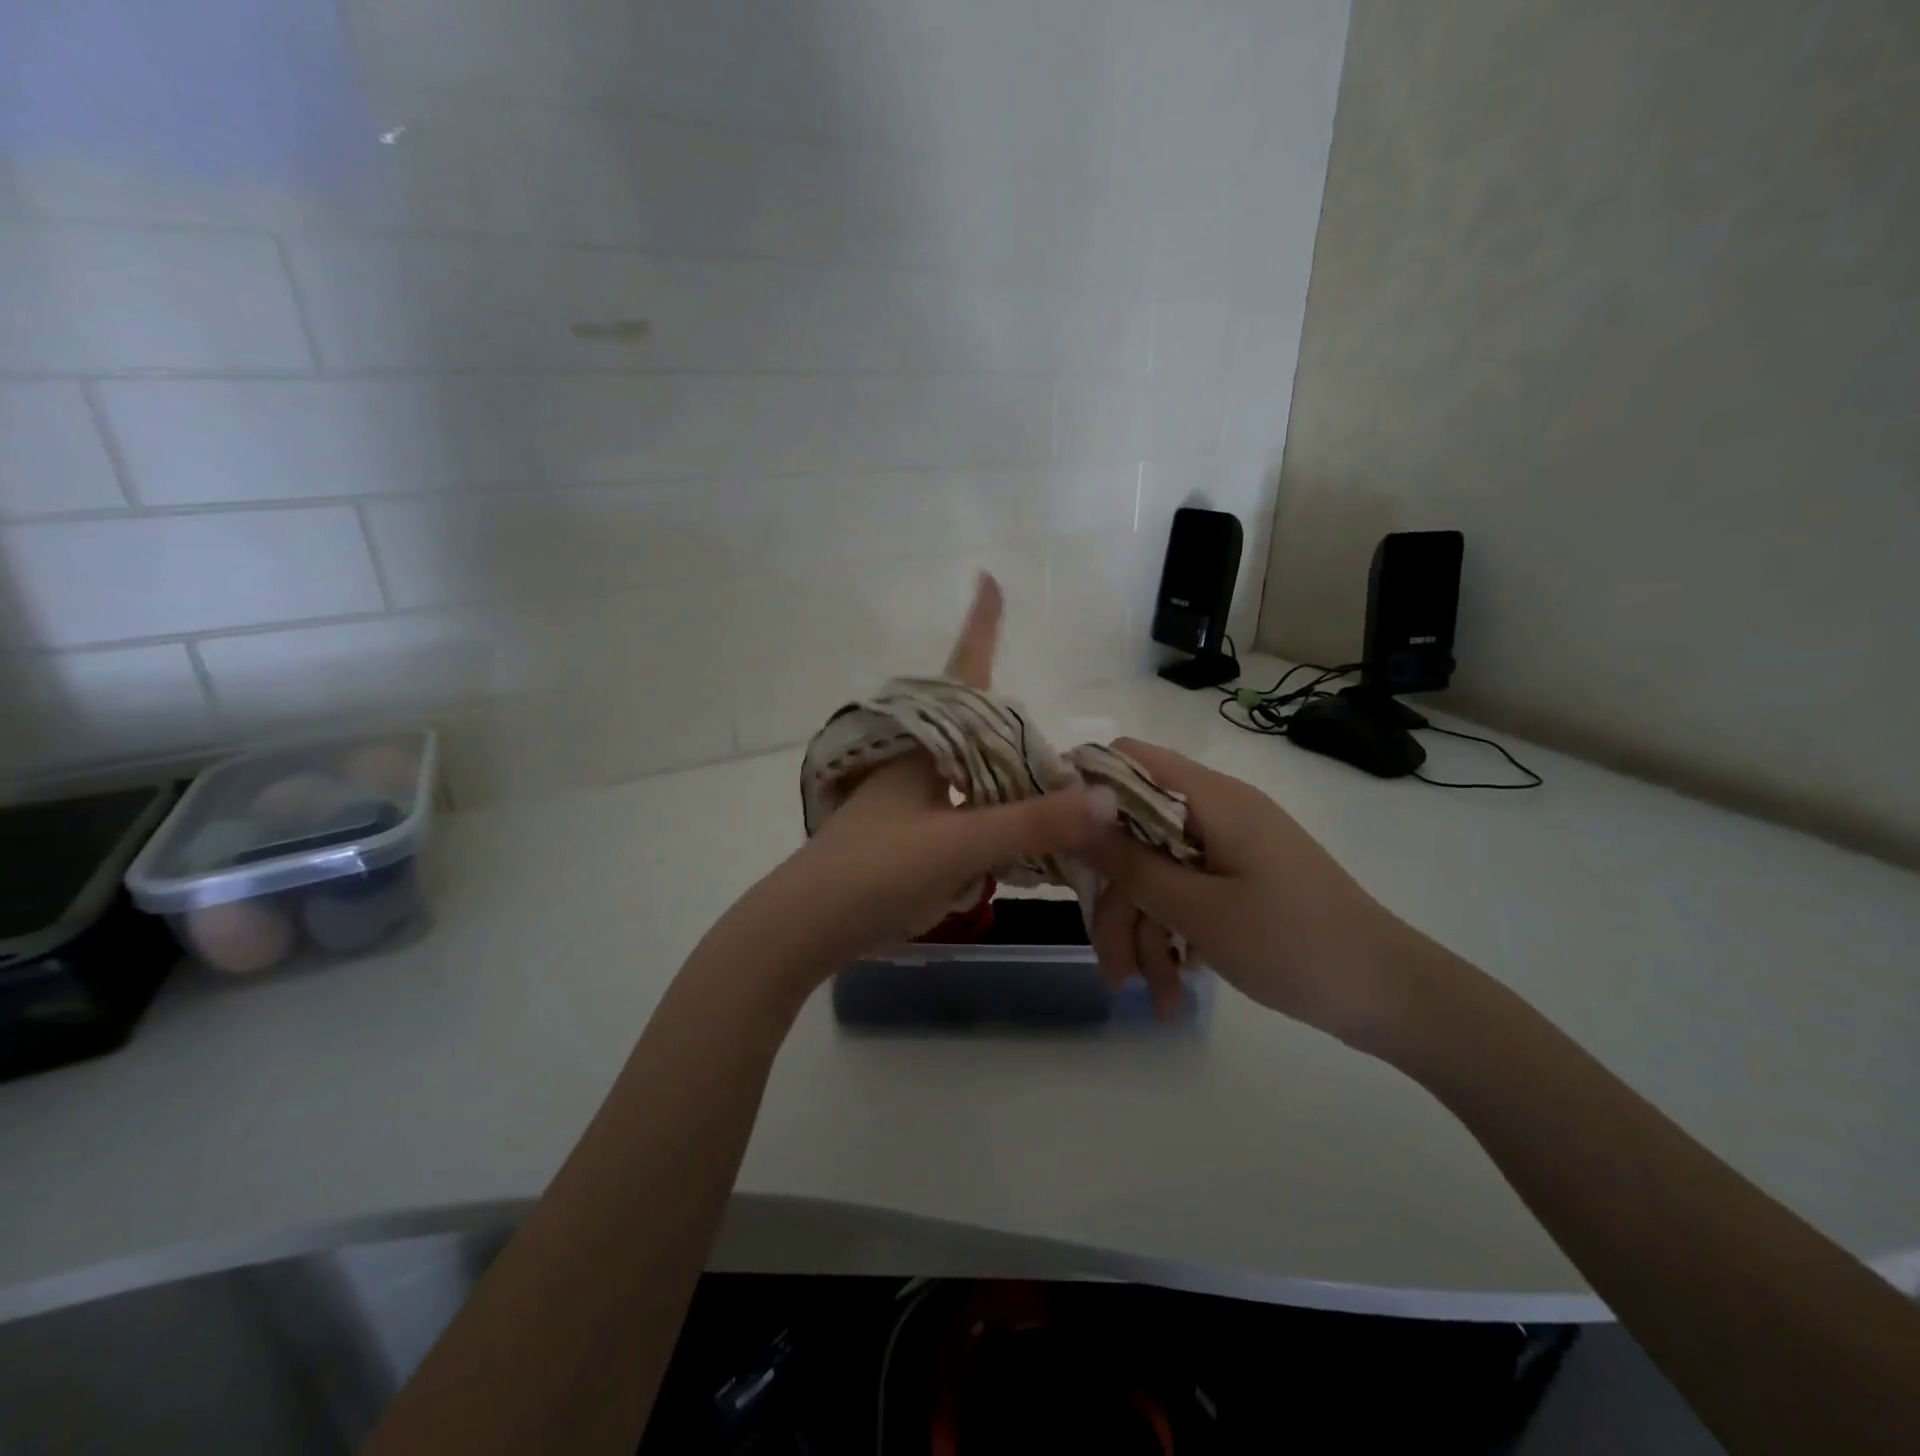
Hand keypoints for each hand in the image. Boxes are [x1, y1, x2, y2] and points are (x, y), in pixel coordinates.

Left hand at [720, 575, 1116, 986]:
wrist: (805, 928)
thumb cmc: (874, 871)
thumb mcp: (958, 844)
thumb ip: (1031, 823)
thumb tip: (1106, 799)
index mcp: (925, 746)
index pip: (963, 672)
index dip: (980, 626)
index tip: (987, 578)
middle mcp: (920, 763)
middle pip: (983, 733)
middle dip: (1022, 735)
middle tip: (1069, 760)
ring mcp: (913, 801)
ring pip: (979, 780)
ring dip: (1015, 790)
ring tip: (1057, 807)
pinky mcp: (912, 837)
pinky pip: (969, 817)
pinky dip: (998, 828)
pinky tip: (1019, 852)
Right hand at [1083, 739, 1440, 1050]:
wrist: (1393, 996)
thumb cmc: (1293, 944)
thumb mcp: (1197, 909)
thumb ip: (1129, 861)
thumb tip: (1070, 810)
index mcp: (1210, 798)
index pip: (1127, 758)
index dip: (1084, 789)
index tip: (1057, 840)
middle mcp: (1216, 811)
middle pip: (1135, 832)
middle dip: (1117, 900)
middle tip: (1112, 965)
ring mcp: (1229, 847)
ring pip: (1157, 873)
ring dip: (1144, 932)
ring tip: (1147, 996)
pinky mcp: (1240, 879)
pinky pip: (1186, 893)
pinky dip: (1174, 935)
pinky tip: (1173, 990)